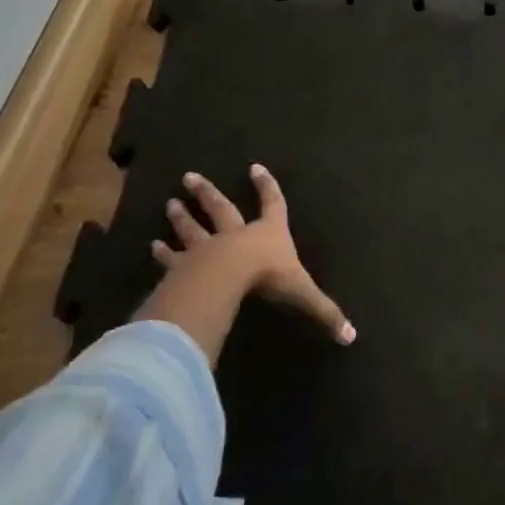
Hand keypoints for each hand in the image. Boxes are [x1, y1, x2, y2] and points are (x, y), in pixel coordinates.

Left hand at [145, 164, 354, 345]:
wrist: (228, 277)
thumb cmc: (268, 276)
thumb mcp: (303, 293)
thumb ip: (325, 312)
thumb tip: (351, 337)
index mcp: (268, 233)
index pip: (272, 204)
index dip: (267, 187)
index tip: (255, 167)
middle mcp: (237, 234)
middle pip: (221, 209)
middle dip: (208, 194)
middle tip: (188, 177)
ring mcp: (208, 247)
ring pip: (194, 229)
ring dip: (183, 217)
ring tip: (169, 203)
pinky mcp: (186, 266)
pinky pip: (174, 258)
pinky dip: (164, 253)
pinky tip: (153, 246)